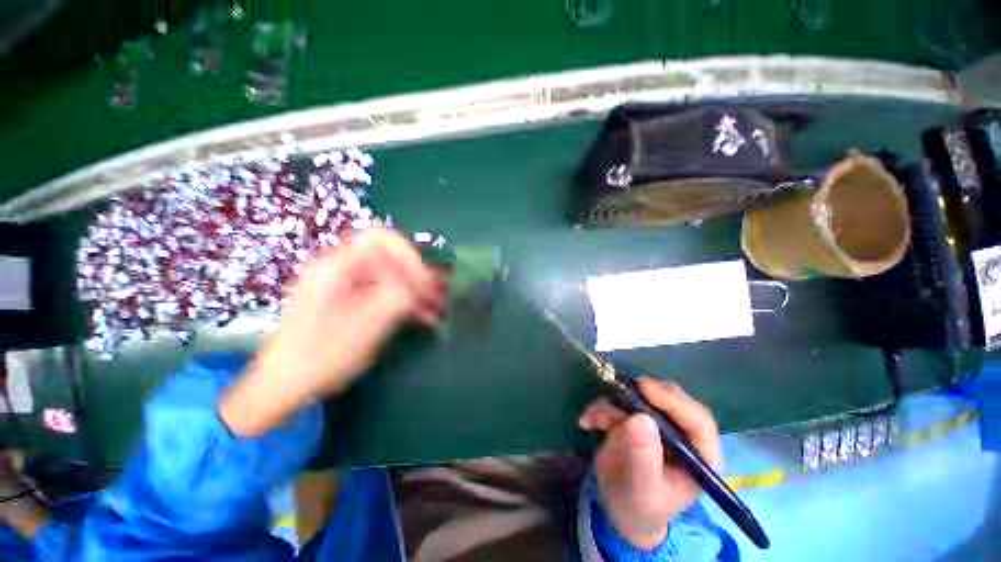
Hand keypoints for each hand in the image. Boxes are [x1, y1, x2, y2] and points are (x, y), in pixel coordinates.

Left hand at [221, 229, 445, 435]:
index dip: (408, 254)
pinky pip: (382, 293)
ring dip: (415, 290)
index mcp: (336, 267)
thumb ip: (397, 296)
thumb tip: (422, 282)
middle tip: (439, 294)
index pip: (380, 239)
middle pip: (388, 258)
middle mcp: (340, 270)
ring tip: (438, 307)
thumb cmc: (320, 356)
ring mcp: (344, 287)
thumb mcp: (365, 325)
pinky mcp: (349, 302)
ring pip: (389, 277)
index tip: (424, 280)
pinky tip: (423, 316)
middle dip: (417, 275)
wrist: (283, 386)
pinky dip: (403, 302)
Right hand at [578, 378, 721, 549]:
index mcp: (699, 456)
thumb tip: (640, 418)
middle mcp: (682, 434)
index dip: (674, 402)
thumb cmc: (640, 508)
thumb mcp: (642, 490)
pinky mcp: (636, 419)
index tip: (645, 389)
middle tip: (617, 391)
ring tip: (592, 417)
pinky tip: (587, 421)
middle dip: (641, 395)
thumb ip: (643, 458)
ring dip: (613, 402)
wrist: (621, 510)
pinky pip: (620, 403)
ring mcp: (658, 424)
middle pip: (670, 399)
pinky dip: (602, 408)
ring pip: (641, 397)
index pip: (698, 421)